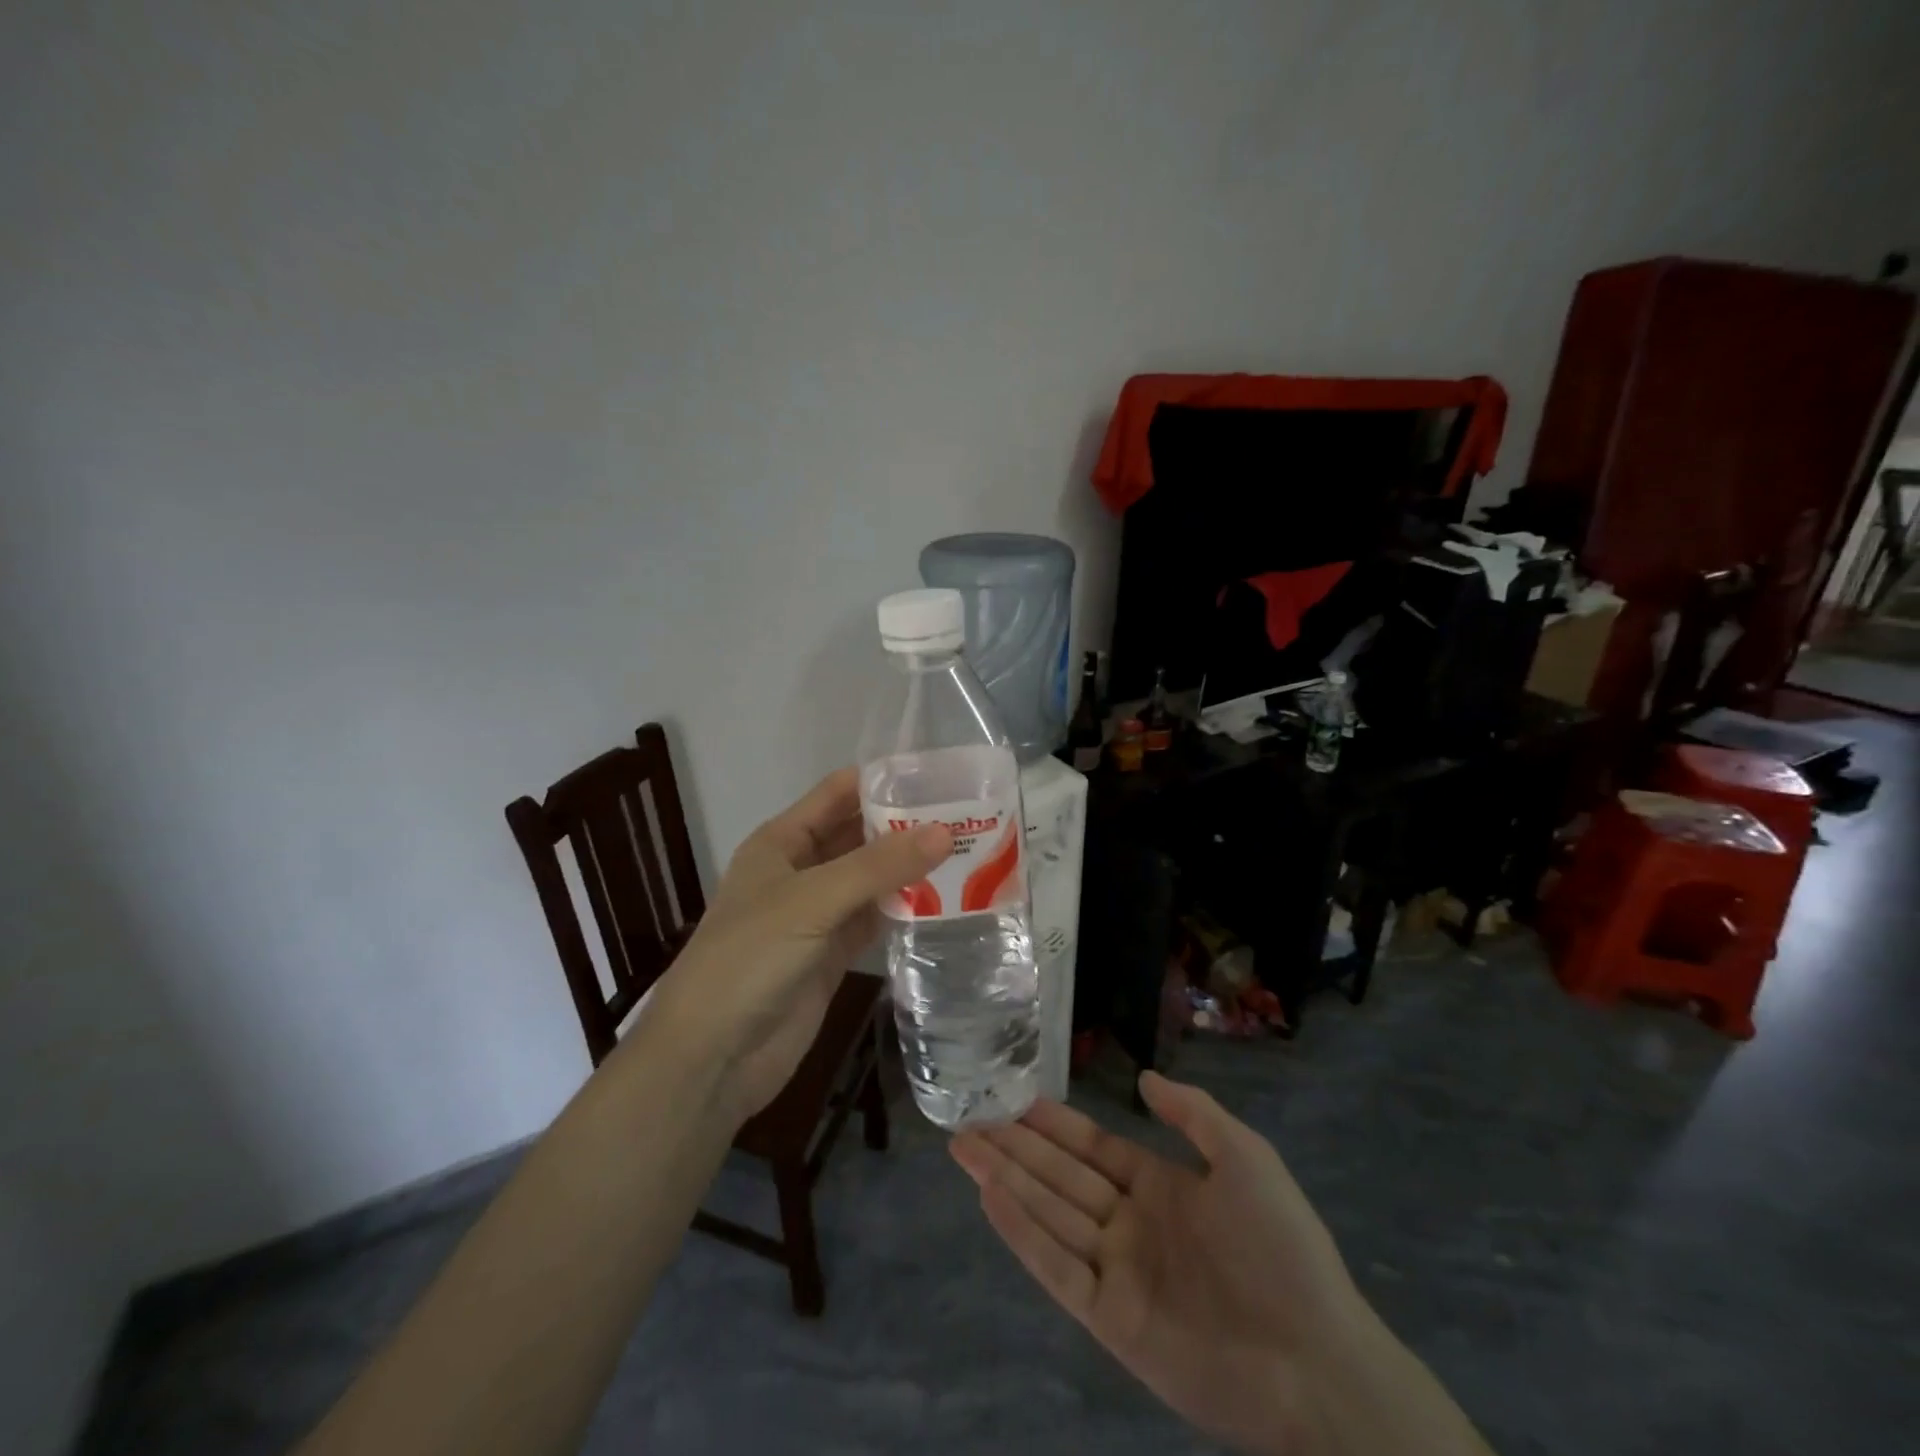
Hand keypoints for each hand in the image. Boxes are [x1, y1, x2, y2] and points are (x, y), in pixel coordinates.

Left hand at [644, 768, 949, 1122]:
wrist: (712, 1057)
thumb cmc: (749, 958)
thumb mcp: (812, 901)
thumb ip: (878, 867)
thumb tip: (944, 832)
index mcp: (782, 842)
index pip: (837, 794)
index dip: (882, 781)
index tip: (939, 775)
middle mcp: (801, 871)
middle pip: (859, 835)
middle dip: (905, 825)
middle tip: (968, 815)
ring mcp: (818, 915)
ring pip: (872, 879)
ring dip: (911, 868)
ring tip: (969, 851)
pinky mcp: (833, 955)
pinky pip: (875, 920)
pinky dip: (906, 910)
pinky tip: (947, 901)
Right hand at [951, 1075, 1491, 1455]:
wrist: (1316, 1360)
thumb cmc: (1281, 1248)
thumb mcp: (1245, 1157)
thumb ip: (1193, 1114)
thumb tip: (1144, 1078)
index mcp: (1159, 1187)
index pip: (1091, 1148)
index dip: (1052, 1124)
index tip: (1012, 1100)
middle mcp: (1129, 1224)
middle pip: (1058, 1176)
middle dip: (1013, 1147)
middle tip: (966, 1120)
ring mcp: (1117, 1271)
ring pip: (1048, 1213)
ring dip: (1005, 1180)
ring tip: (963, 1148)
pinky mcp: (1110, 1319)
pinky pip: (1056, 1267)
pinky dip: (1021, 1233)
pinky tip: (990, 1198)